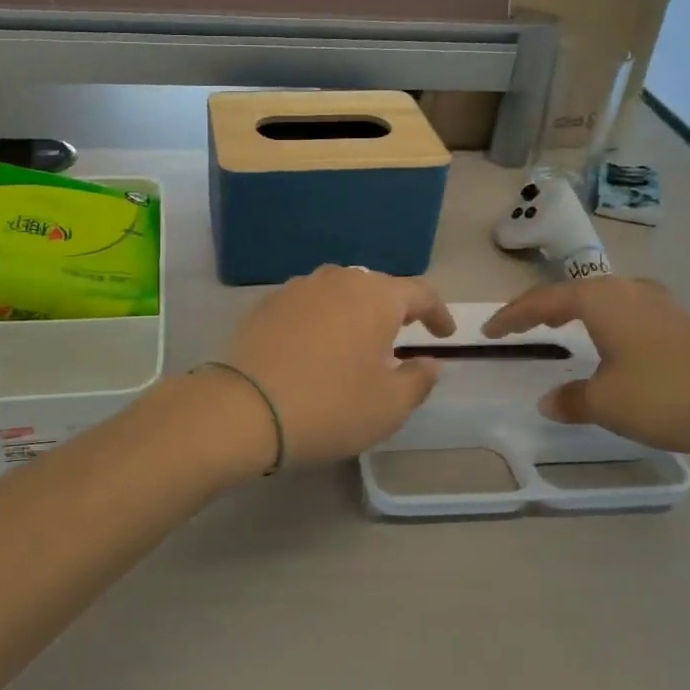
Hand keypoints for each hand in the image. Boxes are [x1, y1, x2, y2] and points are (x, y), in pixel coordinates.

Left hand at [223, 266, 455, 468]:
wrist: (245, 409)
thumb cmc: (330, 406)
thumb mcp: (390, 406)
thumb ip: (419, 380)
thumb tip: (429, 363)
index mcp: (376, 297)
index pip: (420, 293)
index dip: (438, 313)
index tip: (444, 335)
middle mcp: (338, 280)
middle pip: (377, 287)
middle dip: (394, 310)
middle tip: (401, 338)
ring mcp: (298, 288)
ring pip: (339, 293)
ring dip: (355, 313)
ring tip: (356, 342)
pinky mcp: (267, 304)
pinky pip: (308, 305)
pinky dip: (321, 320)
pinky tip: (315, 348)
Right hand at [483, 277, 689, 461]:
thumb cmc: (666, 397)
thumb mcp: (606, 403)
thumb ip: (570, 399)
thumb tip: (549, 400)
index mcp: (602, 300)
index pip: (543, 300)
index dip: (512, 316)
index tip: (489, 331)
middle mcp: (628, 290)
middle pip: (572, 292)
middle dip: (541, 307)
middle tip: (518, 325)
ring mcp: (659, 303)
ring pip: (602, 299)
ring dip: (574, 311)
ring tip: (557, 326)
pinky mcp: (680, 322)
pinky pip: (625, 312)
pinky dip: (602, 321)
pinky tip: (608, 341)